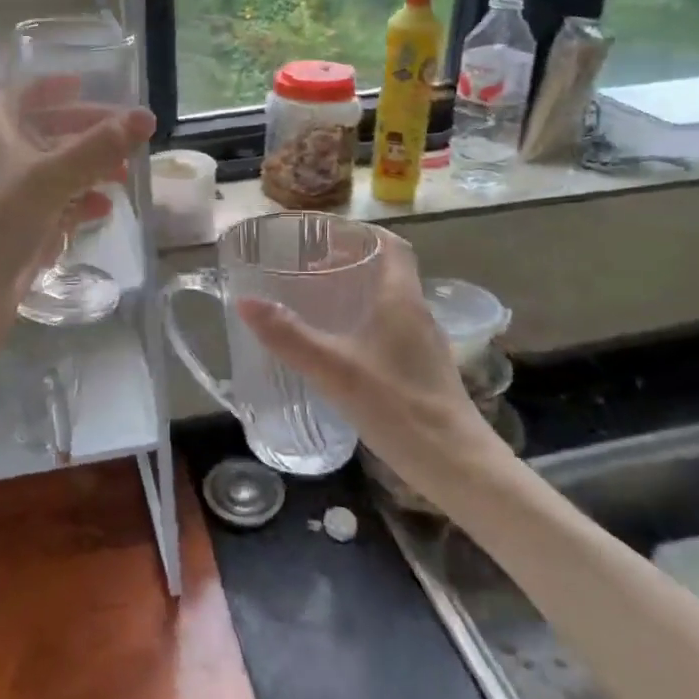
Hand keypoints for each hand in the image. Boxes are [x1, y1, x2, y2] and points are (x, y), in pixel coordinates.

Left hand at [0, 83, 154, 348]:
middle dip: (85, 132)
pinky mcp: (15, 231)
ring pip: (53, 171)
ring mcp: (6, 196)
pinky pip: (53, 206)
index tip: (84, 83)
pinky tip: (103, 210)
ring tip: (124, 174)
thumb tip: (145, 116)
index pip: (20, 94)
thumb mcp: (51, 177)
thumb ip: (98, 147)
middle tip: (126, 135)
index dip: (50, 87)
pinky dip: (77, 203)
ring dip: (88, 169)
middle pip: (45, 132)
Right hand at [237, 230, 508, 504]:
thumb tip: (244, 301)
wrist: (455, 464)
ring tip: (318, 304)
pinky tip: (341, 348)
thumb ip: (288, 335)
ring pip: (390, 301)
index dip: (359, 234)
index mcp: (401, 299)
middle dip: (350, 263)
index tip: (324, 237)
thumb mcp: (333, 369)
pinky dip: (366, 322)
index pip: (390, 245)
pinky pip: (392, 329)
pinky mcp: (423, 370)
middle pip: (388, 270)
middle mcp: (417, 313)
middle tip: (309, 269)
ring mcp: (424, 343)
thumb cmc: (396, 406)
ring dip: (358, 293)